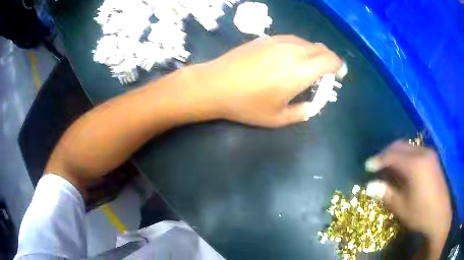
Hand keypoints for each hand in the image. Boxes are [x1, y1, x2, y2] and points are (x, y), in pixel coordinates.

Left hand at [189, 35, 341, 126]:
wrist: (216, 84)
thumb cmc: (246, 104)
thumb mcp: (277, 118)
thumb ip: (302, 113)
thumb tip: (313, 106)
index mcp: (300, 71)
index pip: (330, 59)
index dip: (338, 66)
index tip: (338, 74)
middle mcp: (293, 51)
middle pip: (321, 48)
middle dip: (329, 60)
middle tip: (324, 73)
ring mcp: (278, 41)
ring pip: (306, 42)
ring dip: (314, 53)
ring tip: (307, 67)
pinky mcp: (266, 38)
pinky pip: (291, 39)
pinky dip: (299, 48)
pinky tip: (289, 58)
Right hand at [365, 141, 450, 258]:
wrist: (440, 215)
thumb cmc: (421, 213)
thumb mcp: (401, 207)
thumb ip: (386, 194)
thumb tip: (369, 186)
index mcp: (415, 164)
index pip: (392, 155)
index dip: (379, 159)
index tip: (368, 166)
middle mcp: (422, 153)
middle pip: (400, 146)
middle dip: (386, 153)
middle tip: (377, 165)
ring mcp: (429, 154)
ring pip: (408, 147)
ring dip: (396, 154)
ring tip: (389, 167)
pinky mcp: (433, 159)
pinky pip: (415, 151)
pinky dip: (406, 156)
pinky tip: (403, 168)